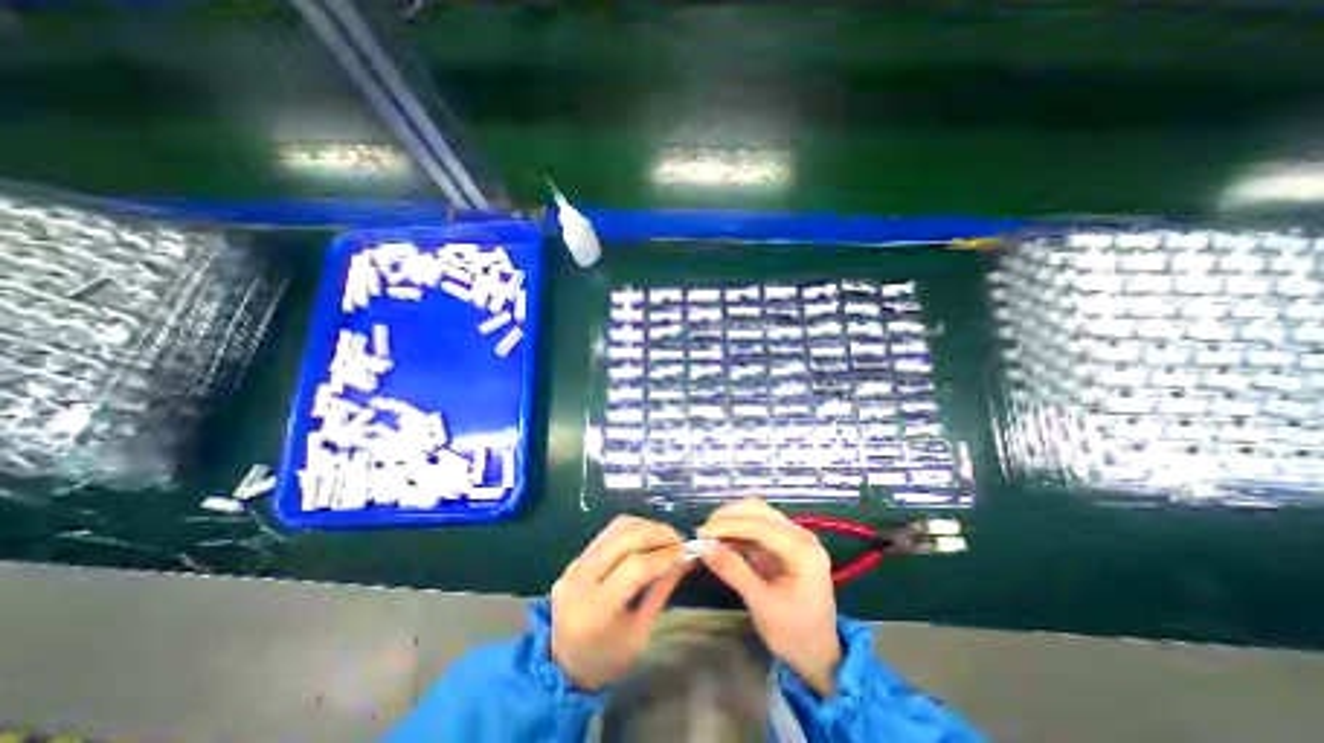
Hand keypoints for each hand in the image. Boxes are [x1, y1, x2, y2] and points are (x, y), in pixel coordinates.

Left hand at [552, 515, 693, 687]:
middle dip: (656, 534)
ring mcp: (576, 563)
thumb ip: (661, 591)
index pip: (634, 567)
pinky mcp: (577, 556)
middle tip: (679, 539)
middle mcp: (581, 577)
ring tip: (666, 537)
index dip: (662, 555)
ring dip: (646, 527)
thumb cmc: (607, 658)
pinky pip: (609, 532)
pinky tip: (648, 538)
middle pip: (624, 538)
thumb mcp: (640, 633)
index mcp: (596, 608)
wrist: (563, 665)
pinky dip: (633, 529)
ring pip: (617, 528)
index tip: (683, 552)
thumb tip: (683, 559)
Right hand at [696, 498, 840, 695]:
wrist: (820, 655)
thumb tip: (705, 548)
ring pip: (759, 513)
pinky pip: (760, 525)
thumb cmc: (794, 635)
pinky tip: (723, 539)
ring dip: (733, 519)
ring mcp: (795, 538)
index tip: (702, 533)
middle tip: (703, 531)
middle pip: (760, 512)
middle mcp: (802, 537)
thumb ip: (734, 572)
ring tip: (710, 533)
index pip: (760, 526)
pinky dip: (739, 529)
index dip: (728, 525)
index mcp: (803, 552)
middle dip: (729, 517)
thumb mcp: (762, 605)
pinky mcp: (786, 543)